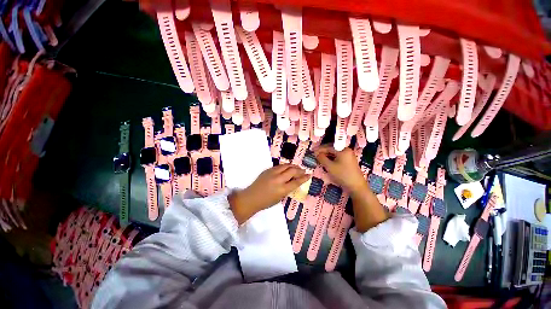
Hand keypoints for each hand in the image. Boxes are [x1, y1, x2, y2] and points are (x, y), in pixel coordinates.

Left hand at [228, 164, 310, 223]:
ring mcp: (272, 173)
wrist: (251, 197)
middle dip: (300, 170)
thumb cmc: (266, 202)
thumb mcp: (280, 198)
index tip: (309, 175)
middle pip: (292, 171)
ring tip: (297, 167)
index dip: (304, 178)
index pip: (296, 182)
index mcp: (282, 190)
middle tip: (303, 171)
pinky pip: (279, 166)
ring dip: (293, 166)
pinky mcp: (268, 170)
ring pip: (286, 166)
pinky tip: (288, 167)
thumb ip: (287, 189)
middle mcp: (278, 180)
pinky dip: (285, 166)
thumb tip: (294, 182)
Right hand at [314, 145, 366, 193]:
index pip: (329, 147)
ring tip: (320, 159)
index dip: (320, 149)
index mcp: (343, 150)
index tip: (313, 152)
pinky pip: (338, 157)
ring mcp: (349, 156)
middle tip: (315, 155)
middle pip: (332, 149)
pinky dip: (332, 159)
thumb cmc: (342, 175)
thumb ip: (322, 158)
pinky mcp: (349, 162)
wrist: (356, 186)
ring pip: (335, 153)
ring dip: (327, 156)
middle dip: (323, 152)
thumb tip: (316, 153)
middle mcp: (347, 151)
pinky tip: (327, 162)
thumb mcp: (329, 166)